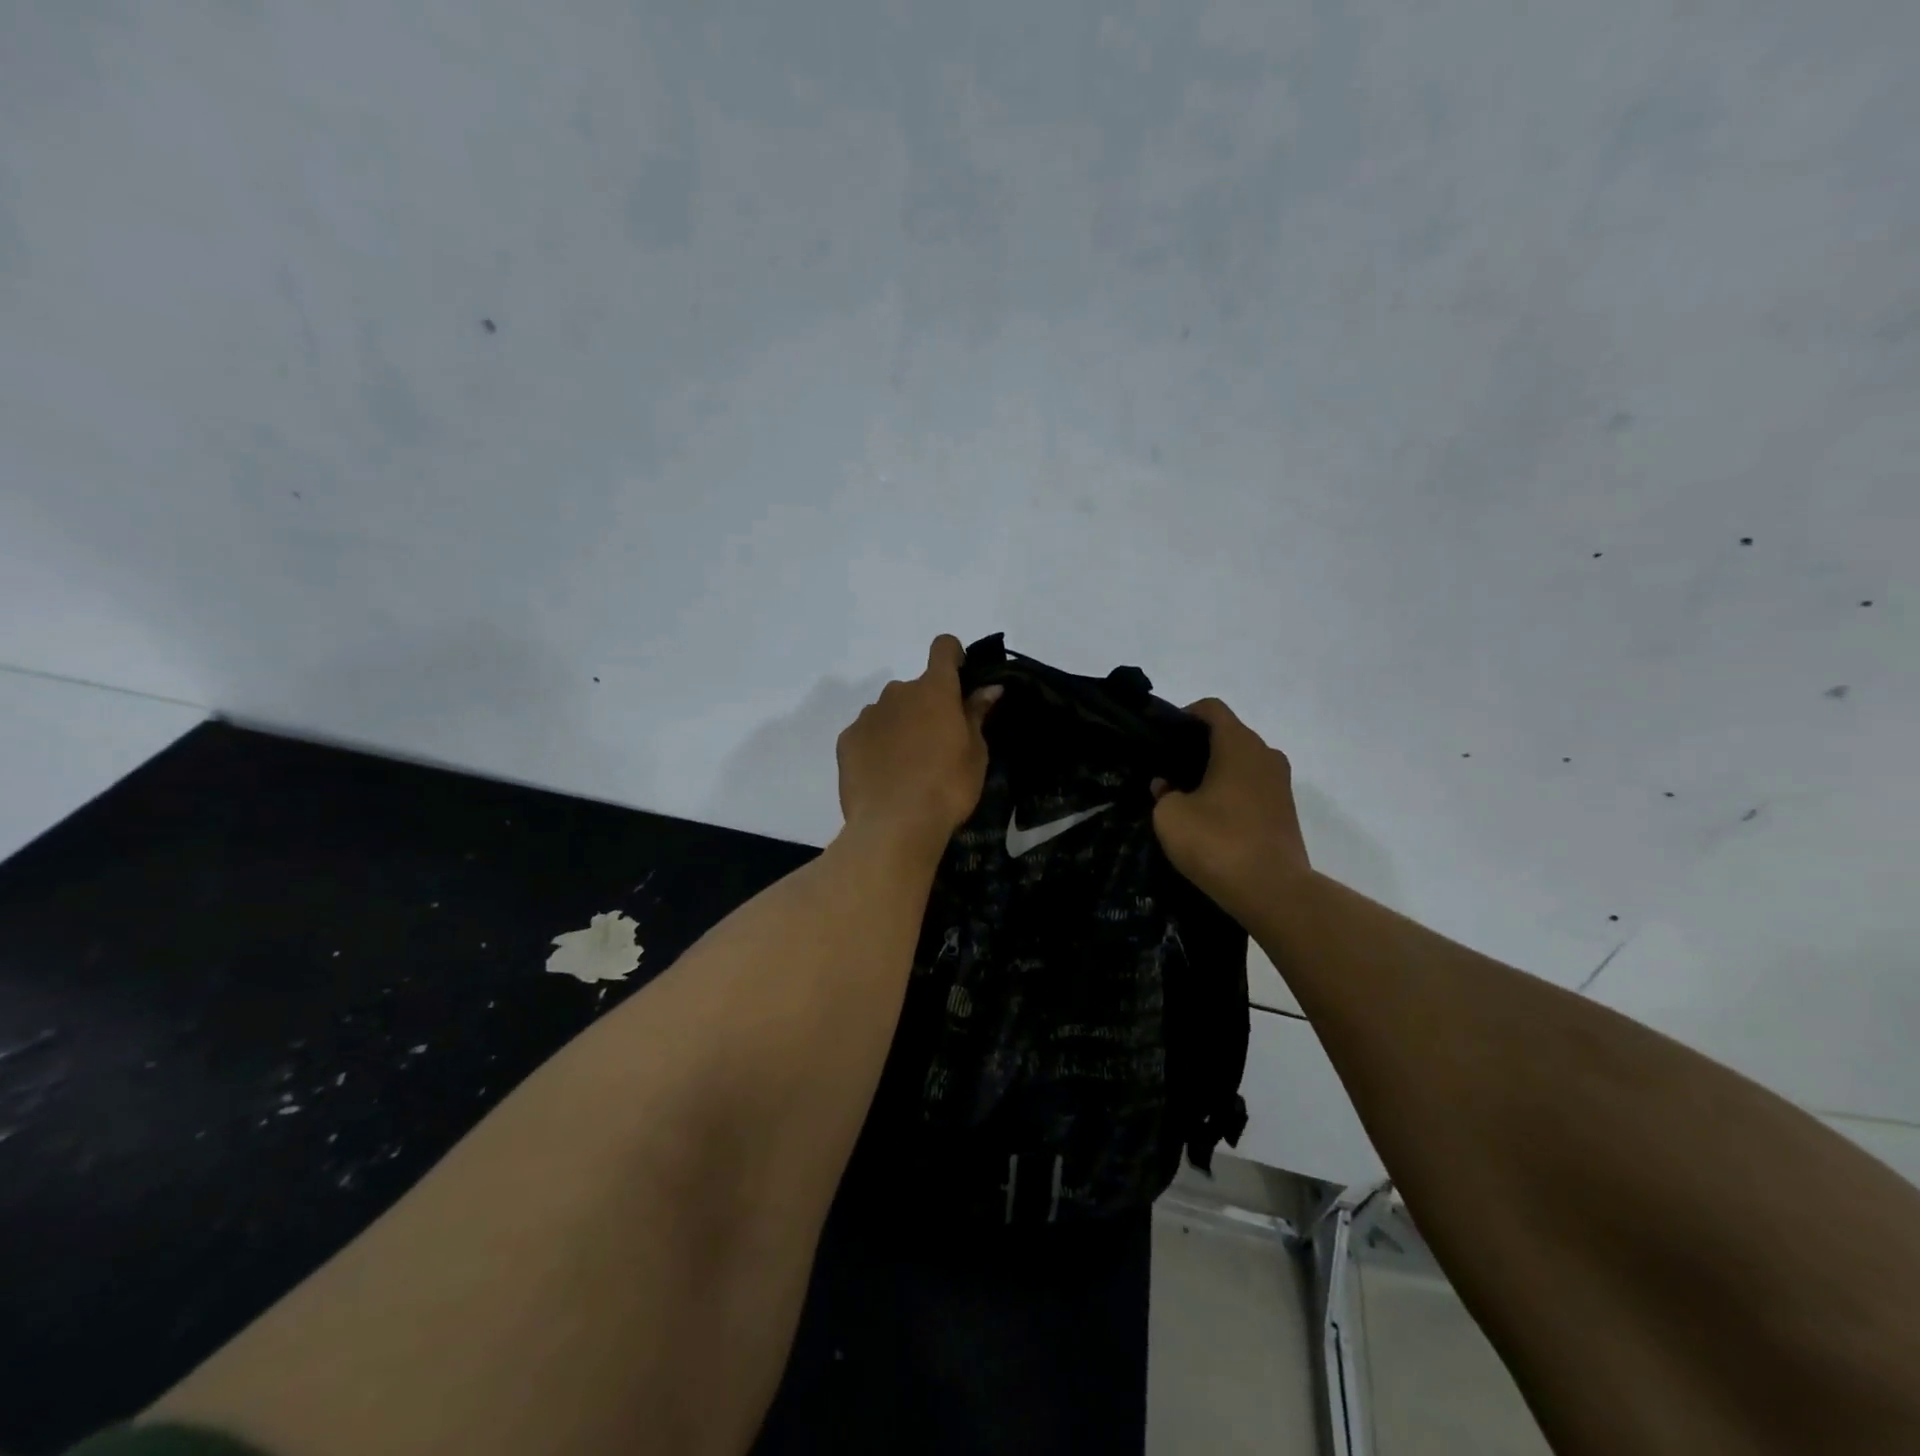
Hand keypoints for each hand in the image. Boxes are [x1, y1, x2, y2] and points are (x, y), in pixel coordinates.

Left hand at [836, 635, 1000, 855]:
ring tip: (908, 765)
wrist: (894, 825)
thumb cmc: (947, 787)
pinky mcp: (846, 739)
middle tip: (938, 744)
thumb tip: (989, 687)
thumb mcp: (976, 754)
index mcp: (934, 690)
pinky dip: (876, 744)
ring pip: (889, 710)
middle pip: (916, 687)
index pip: (943, 647)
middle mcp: (898, 692)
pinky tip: (884, 775)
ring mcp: (868, 715)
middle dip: (927, 706)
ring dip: (900, 725)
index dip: (953, 657)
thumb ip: (977, 714)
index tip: (960, 678)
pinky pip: (867, 732)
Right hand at [1151, 698, 1309, 920]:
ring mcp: (1281, 784)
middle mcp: (1265, 755)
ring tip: (1186, 797)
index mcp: (1238, 744)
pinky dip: (1231, 794)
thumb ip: (1163, 792)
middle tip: (1167, 770)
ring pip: (1241, 764)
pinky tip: (1209, 819)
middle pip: (1228, 735)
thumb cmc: (1218, 841)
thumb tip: (1168, 786)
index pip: (1211, 709)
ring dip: (1215, 773)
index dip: (1183, 716)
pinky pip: (1252, 789)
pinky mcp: (1285, 812)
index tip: (1162, 738)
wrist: (1273, 891)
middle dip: (1197, 748)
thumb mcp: (1170, 815)